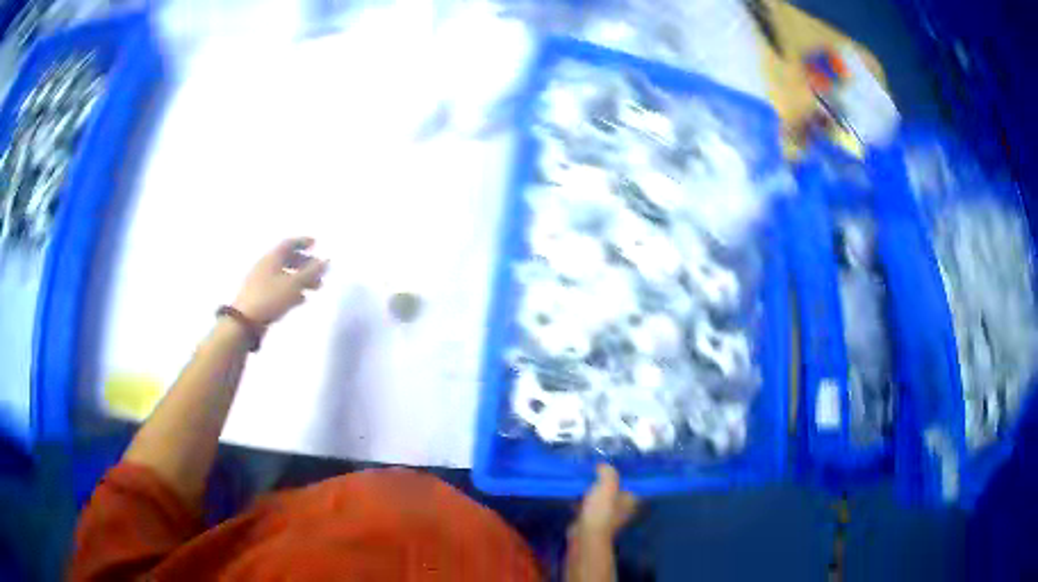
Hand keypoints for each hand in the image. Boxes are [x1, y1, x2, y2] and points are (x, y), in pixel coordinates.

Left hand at [233, 237, 327, 325]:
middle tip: (319, 271)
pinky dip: (291, 289)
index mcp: (272, 258)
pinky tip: (300, 299)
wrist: (244, 322)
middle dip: (304, 263)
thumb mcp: (294, 285)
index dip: (303, 242)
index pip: (289, 243)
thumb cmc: (270, 298)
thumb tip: (327, 260)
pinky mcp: (259, 295)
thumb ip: (311, 272)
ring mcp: (261, 281)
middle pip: (287, 258)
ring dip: (300, 278)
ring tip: (314, 288)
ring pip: (284, 274)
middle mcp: (265, 265)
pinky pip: (278, 286)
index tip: (316, 244)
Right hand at [573, 464, 638, 540]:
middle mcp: (622, 508)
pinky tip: (572, 494)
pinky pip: (587, 506)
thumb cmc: (600, 510)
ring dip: (590, 491)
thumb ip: (607, 472)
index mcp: (630, 499)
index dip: (618, 474)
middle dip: (601, 482)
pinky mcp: (592, 521)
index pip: (628, 482)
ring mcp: (607, 516)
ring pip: (599, 498)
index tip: (606, 466)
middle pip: (612, 490)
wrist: (585, 534)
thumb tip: (602, 466)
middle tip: (591, 471)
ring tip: (580, 480)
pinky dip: (581, 501)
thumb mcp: (607, 485)